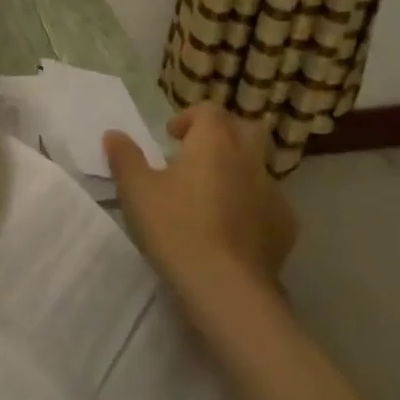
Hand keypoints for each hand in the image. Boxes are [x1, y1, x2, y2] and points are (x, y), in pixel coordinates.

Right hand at [105, 102, 298, 305]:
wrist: (227, 288)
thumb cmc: (177, 228)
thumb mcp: (136, 191)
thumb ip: (125, 157)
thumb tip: (114, 134)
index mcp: (214, 142)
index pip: (209, 111)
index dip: (189, 118)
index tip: (171, 137)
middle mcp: (248, 159)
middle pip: (243, 130)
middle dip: (221, 136)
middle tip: (196, 157)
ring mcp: (273, 193)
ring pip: (257, 167)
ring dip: (236, 171)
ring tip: (211, 196)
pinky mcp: (285, 227)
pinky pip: (267, 203)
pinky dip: (251, 205)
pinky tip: (232, 229)